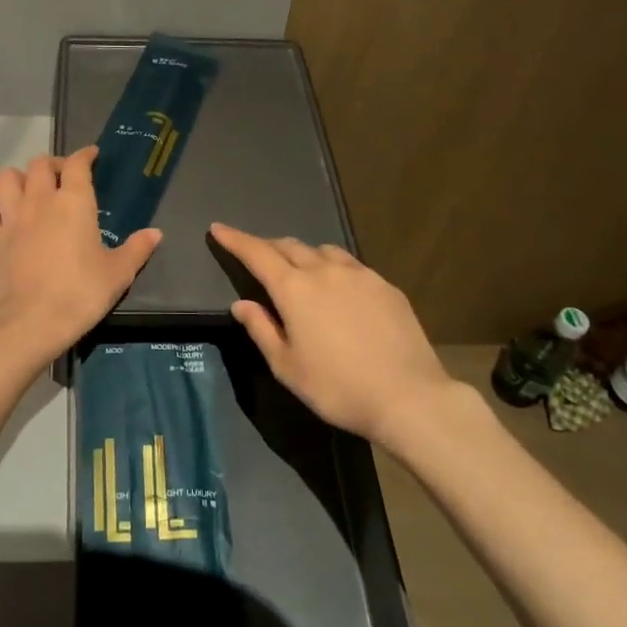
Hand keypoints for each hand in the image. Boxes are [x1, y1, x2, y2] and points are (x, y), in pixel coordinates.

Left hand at [0, 147, 161, 360]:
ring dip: (19, 178)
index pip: (77, 164)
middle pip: (40, 164)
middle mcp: (40, 200)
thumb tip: (155, 233)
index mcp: (74, 202)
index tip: (92, 156)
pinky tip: (4, 217)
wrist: (33, 321)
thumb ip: (137, 249)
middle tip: (64, 177)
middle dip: (53, 164)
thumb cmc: (81, 292)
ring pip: (7, 178)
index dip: (85, 155)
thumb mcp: (118, 273)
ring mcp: (12, 218)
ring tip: (31, 191)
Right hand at [209, 222, 459, 444]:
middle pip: (289, 246)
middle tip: (257, 256)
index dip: (235, 239)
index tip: (218, 229)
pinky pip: (351, 265)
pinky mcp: (386, 286)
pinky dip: (334, 268)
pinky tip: (340, 289)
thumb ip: (261, 330)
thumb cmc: (337, 388)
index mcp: (294, 289)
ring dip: (303, 255)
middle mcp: (325, 271)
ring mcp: (360, 274)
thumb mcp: (287, 367)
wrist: (408, 397)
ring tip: (300, 271)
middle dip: (268, 247)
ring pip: (323, 251)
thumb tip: (241, 304)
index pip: (256, 254)